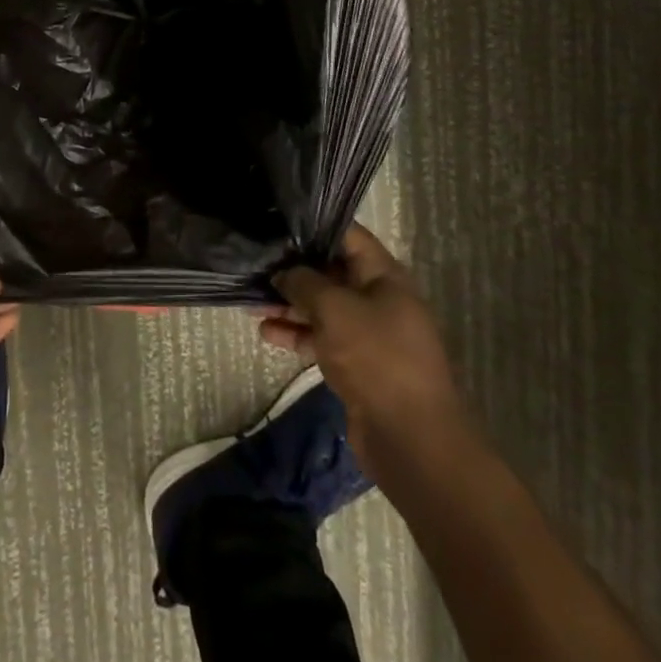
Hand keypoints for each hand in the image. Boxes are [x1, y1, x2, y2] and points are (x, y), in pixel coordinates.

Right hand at [259, 224, 465, 477]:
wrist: (411, 438)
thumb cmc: (376, 357)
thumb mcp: (334, 308)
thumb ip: (304, 283)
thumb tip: (283, 273)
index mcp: (384, 276)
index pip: (348, 236)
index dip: (314, 226)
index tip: (278, 222)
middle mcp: (378, 299)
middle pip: (331, 272)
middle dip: (294, 269)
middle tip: (255, 263)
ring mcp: (368, 334)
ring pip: (323, 308)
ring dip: (289, 304)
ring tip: (250, 299)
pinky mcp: (357, 365)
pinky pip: (322, 339)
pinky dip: (296, 334)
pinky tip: (265, 333)